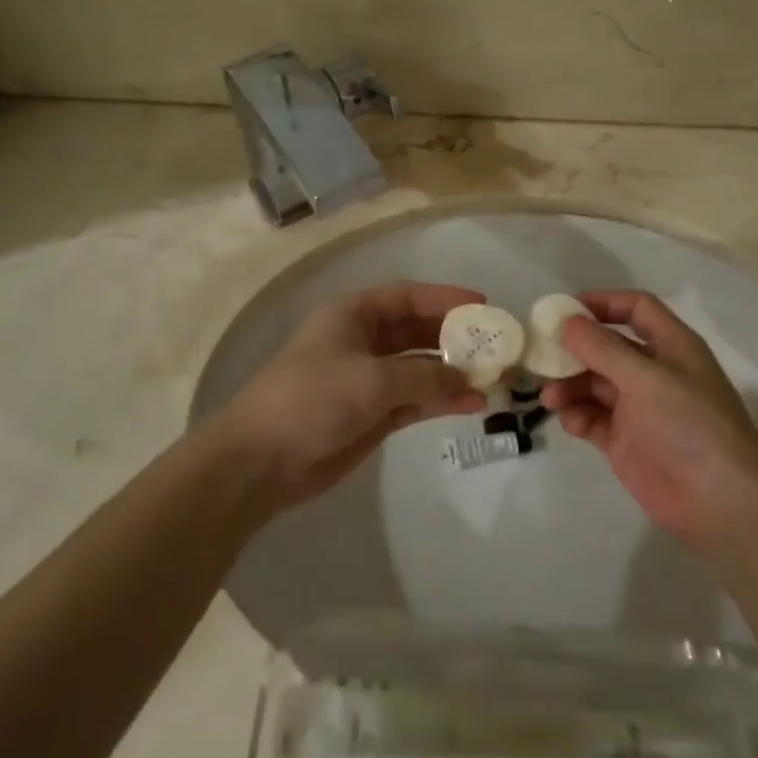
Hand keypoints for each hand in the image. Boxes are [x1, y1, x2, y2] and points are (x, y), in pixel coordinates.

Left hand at [217, 282, 486, 514]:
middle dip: (454, 338)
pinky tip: (471, 404)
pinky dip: (440, 400)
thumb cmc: (311, 400)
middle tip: (496, 346)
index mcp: (353, 316)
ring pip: (419, 369)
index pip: (407, 297)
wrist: (262, 460)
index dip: (445, 299)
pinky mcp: (371, 415)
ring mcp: (367, 380)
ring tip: (493, 379)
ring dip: (452, 373)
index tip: (483, 307)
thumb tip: (471, 383)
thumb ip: (426, 379)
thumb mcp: (372, 380)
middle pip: (417, 331)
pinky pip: (414, 400)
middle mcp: (362, 342)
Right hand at [543, 290, 757, 553]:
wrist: (720, 501)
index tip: (564, 310)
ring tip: (551, 398)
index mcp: (671, 346)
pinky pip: (591, 417)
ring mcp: (637, 408)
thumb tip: (566, 321)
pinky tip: (572, 422)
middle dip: (574, 350)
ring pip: (592, 383)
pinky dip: (577, 416)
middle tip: (541, 356)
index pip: (635, 309)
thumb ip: (603, 348)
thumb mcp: (647, 378)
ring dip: (569, 385)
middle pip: (605, 347)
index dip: (602, 303)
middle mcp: (653, 372)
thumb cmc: (690, 425)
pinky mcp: (624, 440)